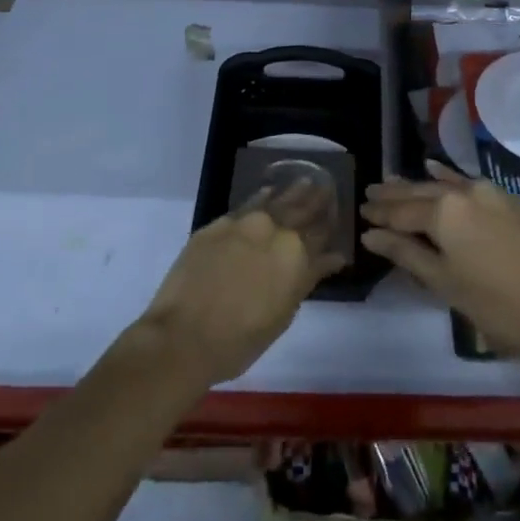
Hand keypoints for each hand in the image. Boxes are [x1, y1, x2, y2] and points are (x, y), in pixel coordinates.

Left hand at [137, 182, 346, 387]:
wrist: (183, 336)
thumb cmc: (240, 340)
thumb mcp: (284, 314)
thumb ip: (309, 278)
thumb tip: (333, 257)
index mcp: (295, 254)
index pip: (320, 232)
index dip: (329, 222)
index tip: (336, 210)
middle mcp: (273, 229)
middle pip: (300, 208)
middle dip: (315, 199)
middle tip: (326, 186)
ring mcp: (243, 222)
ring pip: (274, 200)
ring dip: (291, 192)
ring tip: (304, 181)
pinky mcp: (217, 224)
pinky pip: (247, 204)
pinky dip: (261, 197)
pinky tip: (268, 192)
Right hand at [361, 164, 519, 381]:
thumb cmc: (497, 305)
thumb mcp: (445, 283)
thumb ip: (406, 253)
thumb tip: (370, 234)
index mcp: (444, 212)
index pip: (402, 211)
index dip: (380, 214)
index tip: (360, 210)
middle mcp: (464, 192)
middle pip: (420, 192)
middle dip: (394, 194)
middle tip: (370, 192)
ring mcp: (488, 192)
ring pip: (443, 184)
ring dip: (418, 185)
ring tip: (394, 182)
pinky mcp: (507, 199)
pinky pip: (467, 183)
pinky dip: (447, 178)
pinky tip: (436, 171)